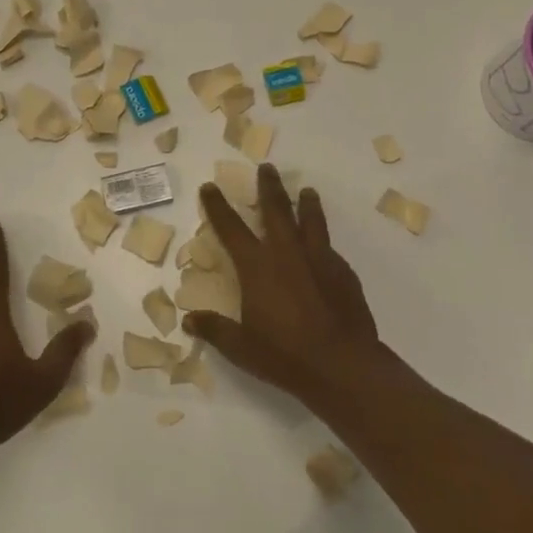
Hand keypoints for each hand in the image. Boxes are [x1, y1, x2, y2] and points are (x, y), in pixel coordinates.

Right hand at [184, 163, 383, 411]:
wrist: (342, 365)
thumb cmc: (285, 355)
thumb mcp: (241, 347)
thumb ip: (215, 330)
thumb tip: (189, 320)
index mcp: (257, 267)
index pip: (231, 228)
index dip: (218, 206)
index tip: (211, 186)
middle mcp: (286, 253)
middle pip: (276, 210)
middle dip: (269, 186)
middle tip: (267, 167)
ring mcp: (318, 259)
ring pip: (311, 220)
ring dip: (306, 203)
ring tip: (307, 191)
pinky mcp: (343, 272)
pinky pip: (329, 248)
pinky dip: (323, 240)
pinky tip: (324, 247)